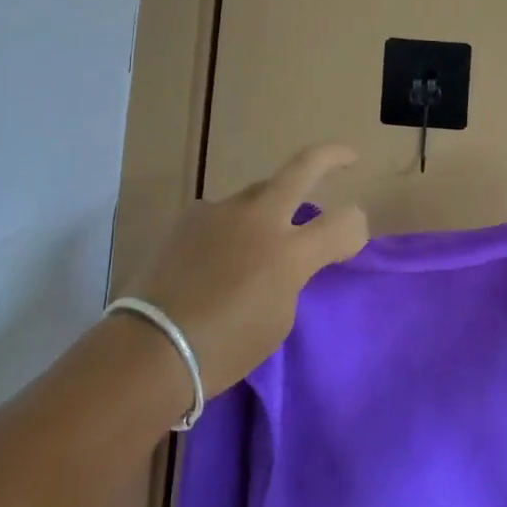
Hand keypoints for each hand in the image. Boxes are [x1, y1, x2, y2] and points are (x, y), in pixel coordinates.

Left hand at [125, 144, 367, 394]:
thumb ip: (292, 276)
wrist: (150, 349)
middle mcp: (259, 218)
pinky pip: (225, 214)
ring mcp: (222, 210)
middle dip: (332, 157)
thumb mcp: (278, 319)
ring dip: (272, 207)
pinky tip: (218, 256)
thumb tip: (288, 258)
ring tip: (262, 238)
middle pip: (304, 166)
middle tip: (347, 158)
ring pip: (260, 192)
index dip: (356, 226)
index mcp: (289, 251)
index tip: (353, 237)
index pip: (343, 222)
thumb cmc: (223, 349)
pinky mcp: (192, 216)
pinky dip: (232, 229)